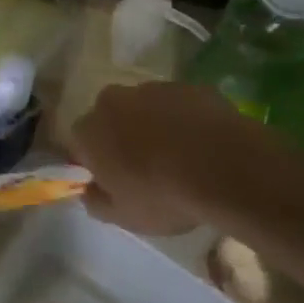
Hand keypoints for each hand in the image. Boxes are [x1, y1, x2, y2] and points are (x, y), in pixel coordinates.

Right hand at [73, 81, 300, 235]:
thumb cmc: (164, 195)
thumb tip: (88, 191)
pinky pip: (178, 105)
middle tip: (145, 167)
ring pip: (144, 108)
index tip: (112, 180)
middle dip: (121, 137)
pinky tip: (203, 144)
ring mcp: (151, 88)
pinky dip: (184, 120)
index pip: (78, 143)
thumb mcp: (124, 216)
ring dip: (153, 126)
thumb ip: (97, 202)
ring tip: (179, 156)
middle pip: (109, 118)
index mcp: (88, 131)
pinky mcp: (187, 86)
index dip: (94, 161)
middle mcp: (111, 101)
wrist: (225, 167)